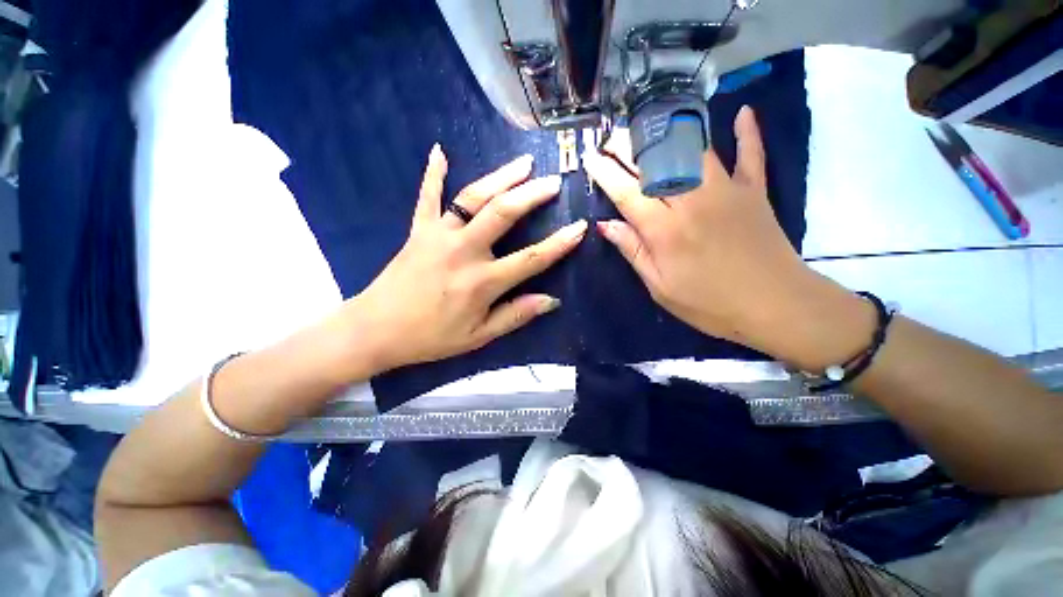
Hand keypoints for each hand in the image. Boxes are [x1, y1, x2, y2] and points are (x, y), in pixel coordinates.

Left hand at [347, 145, 586, 372]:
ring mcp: (438, 236)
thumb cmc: (431, 337)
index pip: (530, 259)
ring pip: (472, 198)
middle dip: (532, 195)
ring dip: (500, 177)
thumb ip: (515, 316)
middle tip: (553, 182)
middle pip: (503, 214)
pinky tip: (440, 151)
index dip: (559, 244)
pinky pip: (426, 197)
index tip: (579, 228)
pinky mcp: (417, 230)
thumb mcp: (478, 337)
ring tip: (523, 163)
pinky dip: (433, 173)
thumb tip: (551, 301)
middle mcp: (463, 252)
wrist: (376, 330)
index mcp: (482, 282)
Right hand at [584, 107, 871, 368]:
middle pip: (655, 164)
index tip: (589, 157)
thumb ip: (634, 251)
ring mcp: (727, 191)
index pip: (627, 193)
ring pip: (694, 151)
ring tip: (648, 125)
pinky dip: (748, 133)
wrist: (775, 306)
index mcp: (665, 230)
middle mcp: (692, 201)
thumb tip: (606, 225)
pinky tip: (743, 112)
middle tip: (610, 137)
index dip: (605, 173)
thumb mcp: (660, 286)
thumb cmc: (710, 304)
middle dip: (628, 147)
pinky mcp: (754, 191)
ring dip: (668, 134)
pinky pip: (751, 155)